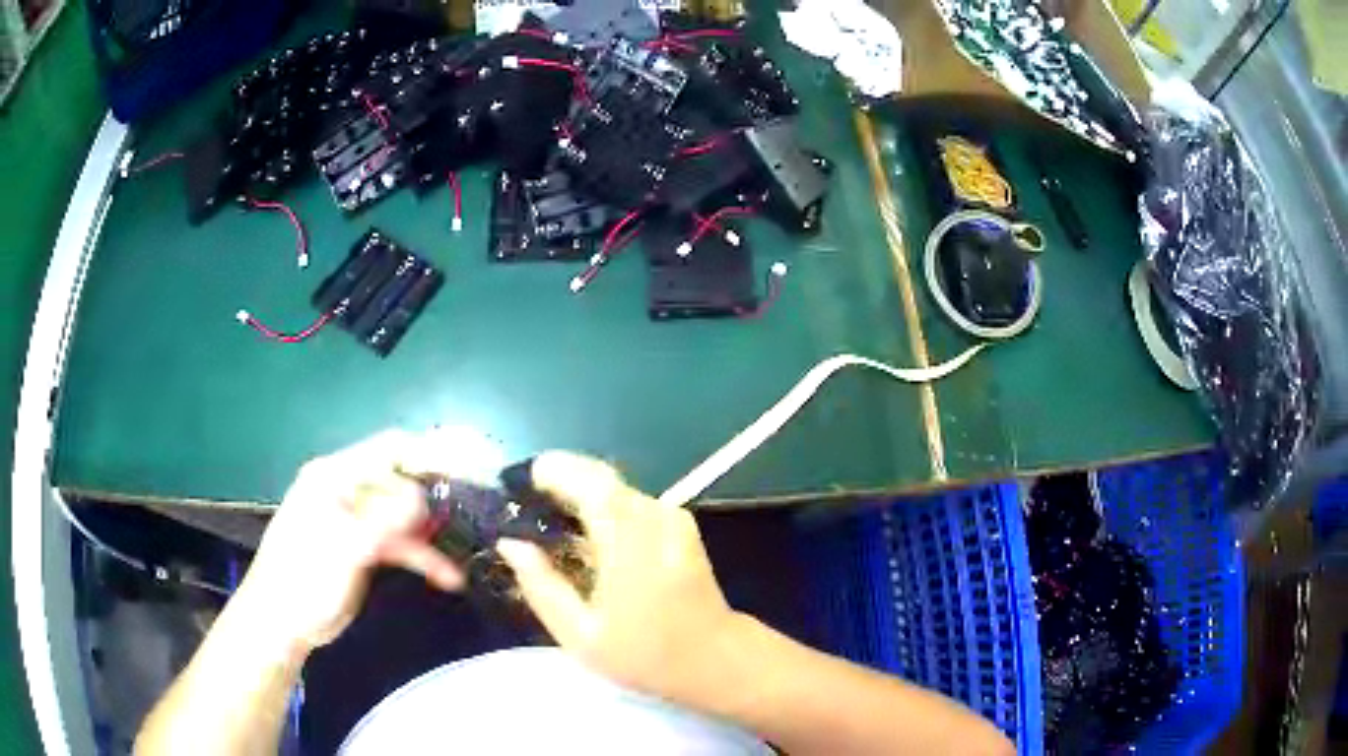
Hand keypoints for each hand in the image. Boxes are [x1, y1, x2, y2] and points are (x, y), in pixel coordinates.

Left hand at [233, 430, 464, 655]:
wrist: (281, 623)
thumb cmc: (304, 579)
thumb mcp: (344, 548)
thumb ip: (384, 520)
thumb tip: (425, 498)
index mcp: (335, 476)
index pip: (390, 449)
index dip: (428, 455)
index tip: (466, 472)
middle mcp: (348, 491)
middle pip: (401, 483)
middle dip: (435, 501)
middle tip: (471, 519)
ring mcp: (356, 521)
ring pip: (404, 518)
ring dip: (431, 537)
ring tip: (460, 558)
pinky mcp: (363, 549)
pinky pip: (399, 545)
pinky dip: (421, 557)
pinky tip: (446, 577)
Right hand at [496, 451, 742, 703]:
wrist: (714, 658)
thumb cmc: (645, 655)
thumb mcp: (581, 635)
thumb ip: (542, 586)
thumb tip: (509, 544)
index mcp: (630, 545)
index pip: (592, 486)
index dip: (556, 471)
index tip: (522, 480)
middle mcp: (655, 519)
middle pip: (602, 477)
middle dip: (563, 475)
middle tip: (529, 498)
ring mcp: (673, 518)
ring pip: (617, 487)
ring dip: (582, 490)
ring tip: (551, 515)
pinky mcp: (681, 524)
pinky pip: (633, 500)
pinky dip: (605, 504)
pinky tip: (588, 531)